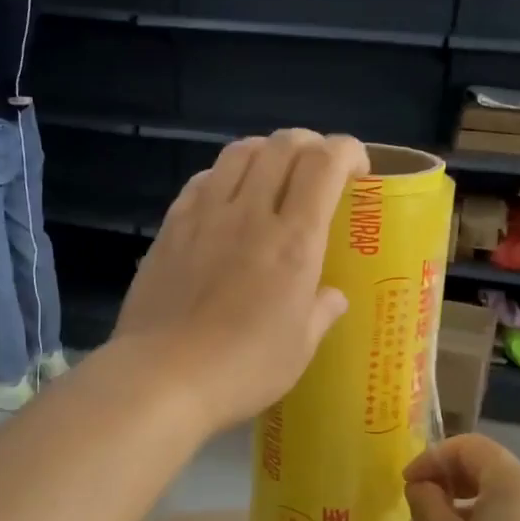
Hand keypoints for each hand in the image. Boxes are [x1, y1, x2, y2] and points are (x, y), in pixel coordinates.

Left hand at [114, 129, 367, 434]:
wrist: (162, 376)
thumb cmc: (242, 368)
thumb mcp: (300, 349)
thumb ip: (321, 312)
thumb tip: (331, 296)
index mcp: (294, 240)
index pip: (324, 164)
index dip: (347, 151)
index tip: (357, 170)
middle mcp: (251, 213)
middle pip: (283, 144)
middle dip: (310, 144)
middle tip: (318, 169)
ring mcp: (205, 214)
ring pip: (239, 151)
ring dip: (266, 151)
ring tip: (274, 173)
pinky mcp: (171, 225)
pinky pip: (203, 178)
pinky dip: (225, 175)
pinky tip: (227, 199)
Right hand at [405, 435, 519, 520]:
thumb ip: (426, 501)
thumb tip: (425, 487)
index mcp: (516, 481)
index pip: (468, 446)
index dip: (431, 459)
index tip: (407, 485)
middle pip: (489, 471)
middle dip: (450, 484)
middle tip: (420, 513)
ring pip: (506, 501)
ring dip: (470, 510)